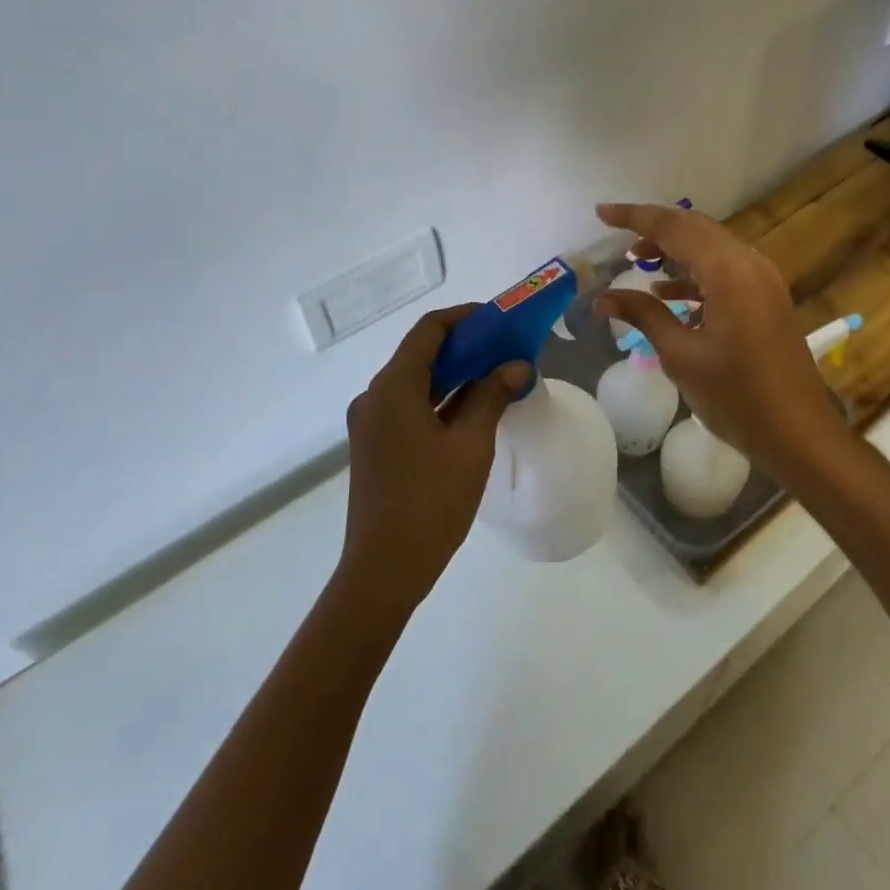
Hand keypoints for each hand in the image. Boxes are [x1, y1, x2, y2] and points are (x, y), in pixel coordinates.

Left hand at [338, 306, 529, 617]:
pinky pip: (410, 407)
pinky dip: (441, 400)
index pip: (428, 330)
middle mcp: (375, 397)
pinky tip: (473, 409)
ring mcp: (371, 424)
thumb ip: (492, 396)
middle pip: (421, 354)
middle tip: (506, 348)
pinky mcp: (375, 446)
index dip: (464, 318)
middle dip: (465, 346)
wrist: (383, 572)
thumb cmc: (430, 502)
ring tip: (497, 374)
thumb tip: (517, 365)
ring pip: (416, 382)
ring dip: (454, 374)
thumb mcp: (470, 445)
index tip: (499, 319)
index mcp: (392, 387)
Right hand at [593, 203, 847, 483]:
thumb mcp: (681, 355)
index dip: (634, 217)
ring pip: (710, 247)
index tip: (601, 212)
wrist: (800, 434)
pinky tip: (668, 295)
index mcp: (728, 271)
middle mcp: (749, 264)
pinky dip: (694, 274)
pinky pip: (725, 270)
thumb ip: (643, 315)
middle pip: (695, 228)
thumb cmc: (737, 396)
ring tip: (637, 262)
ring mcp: (762, 280)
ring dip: (674, 250)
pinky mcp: (766, 299)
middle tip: (617, 237)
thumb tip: (603, 297)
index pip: (673, 227)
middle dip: (654, 228)